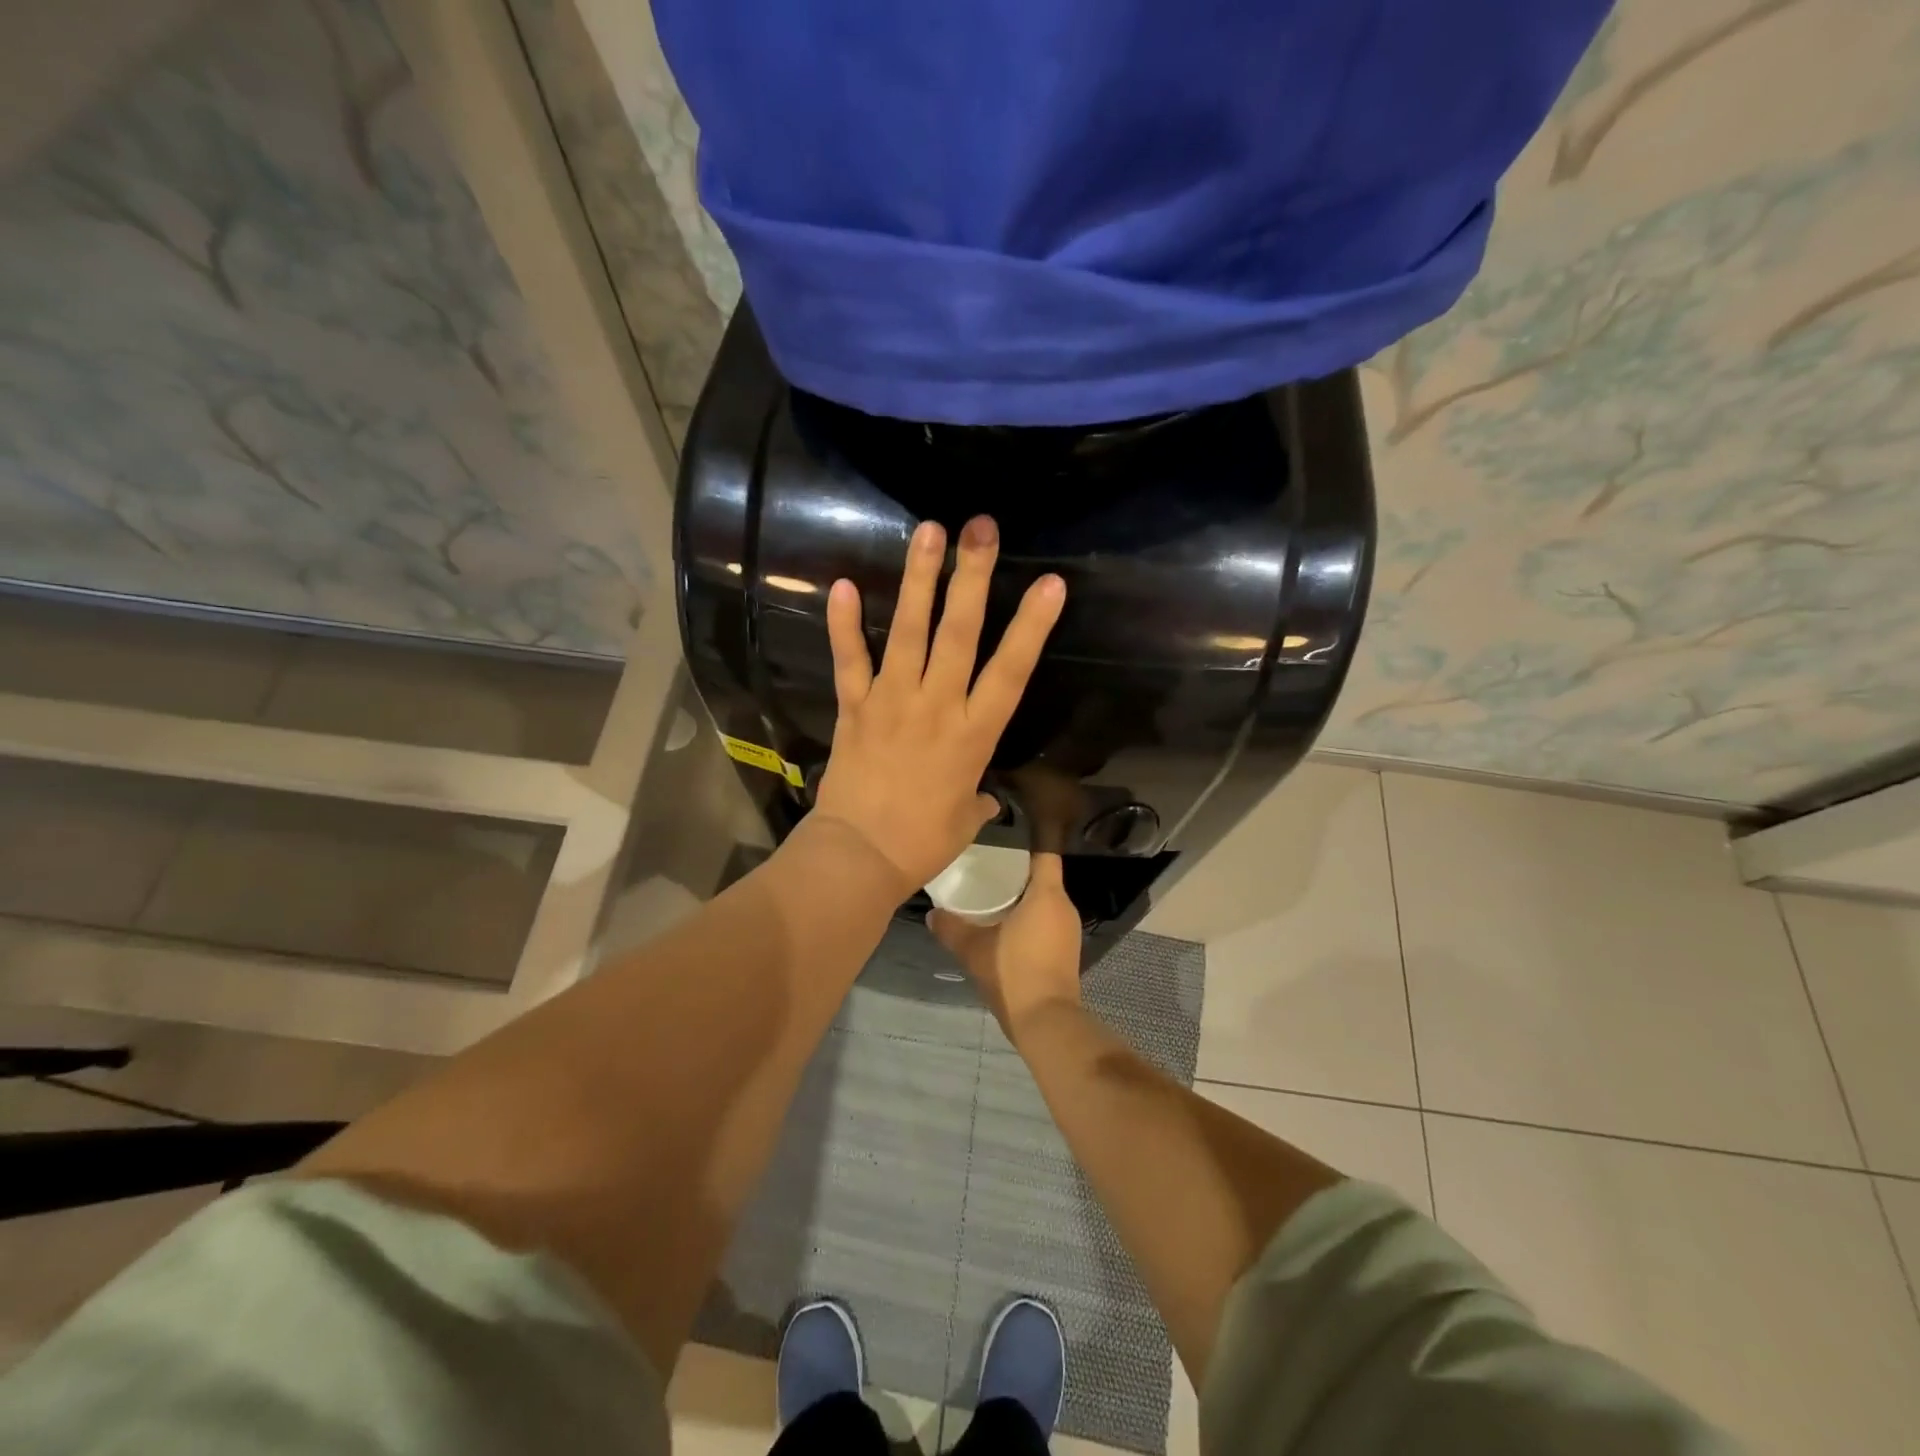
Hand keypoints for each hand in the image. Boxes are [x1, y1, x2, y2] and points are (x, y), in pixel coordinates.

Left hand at [812, 516, 1064, 893]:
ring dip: (918, 580)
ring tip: (928, 532)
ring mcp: (892, 701)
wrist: (861, 855)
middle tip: (980, 529)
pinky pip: (849, 660)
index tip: (1049, 583)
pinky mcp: (855, 707)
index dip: (1032, 625)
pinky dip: (844, 624)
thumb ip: (978, 798)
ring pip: (908, 631)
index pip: (1011, 670)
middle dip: (971, 577)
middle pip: (959, 633)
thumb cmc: (923, 842)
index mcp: (973, 734)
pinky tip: (841, 584)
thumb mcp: (966, 819)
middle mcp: (937, 706)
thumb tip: (983, 796)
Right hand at [929, 852, 1082, 1037]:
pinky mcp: (1067, 952)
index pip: (1045, 855)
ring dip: (1023, 900)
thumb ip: (951, 928)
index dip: (1026, 847)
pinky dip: (1030, 921)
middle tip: (986, 873)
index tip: (1002, 845)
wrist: (1044, 1020)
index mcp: (1047, 895)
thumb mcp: (974, 949)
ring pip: (1045, 903)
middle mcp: (1065, 907)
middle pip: (1043, 878)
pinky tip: (1005, 929)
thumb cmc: (1013, 972)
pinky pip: (1048, 923)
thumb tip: (932, 913)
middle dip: (1017, 875)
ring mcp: (1069, 932)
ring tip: (992, 900)